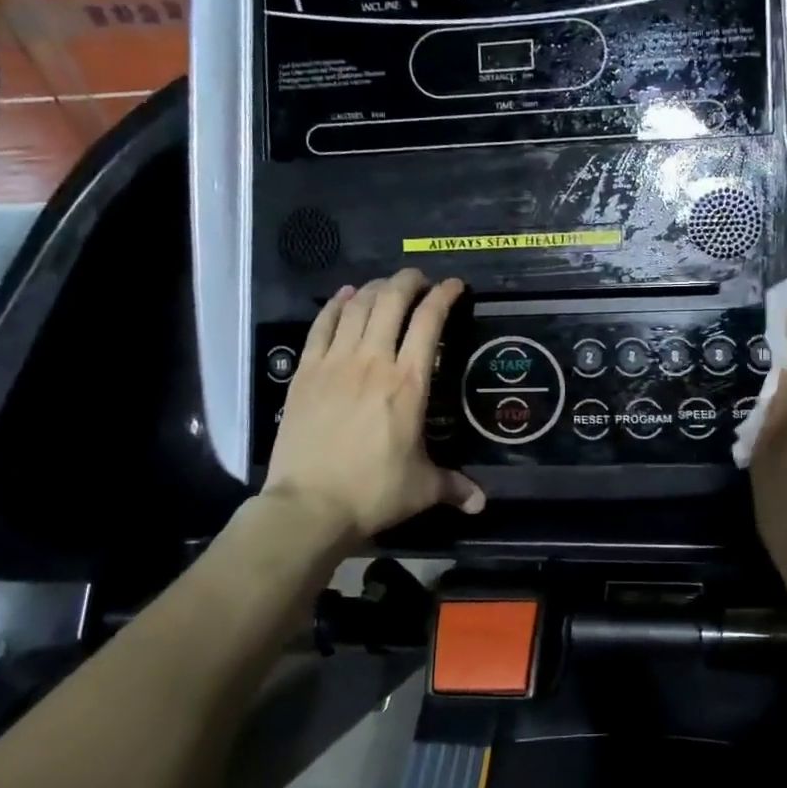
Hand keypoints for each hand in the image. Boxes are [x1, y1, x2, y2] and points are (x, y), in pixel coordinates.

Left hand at [264, 269, 484, 543]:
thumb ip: (454, 486)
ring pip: (357, 307)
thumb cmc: (373, 493)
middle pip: (391, 301)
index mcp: (409, 383)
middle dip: (409, 282)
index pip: (430, 322)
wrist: (308, 506)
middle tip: (419, 280)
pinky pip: (321, 326)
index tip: (454, 286)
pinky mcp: (305, 373)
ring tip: (386, 286)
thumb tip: (481, 503)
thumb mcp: (422, 489)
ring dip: (375, 288)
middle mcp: (373, 361)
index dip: (444, 296)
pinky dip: (336, 306)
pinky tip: (344, 297)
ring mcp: (335, 363)